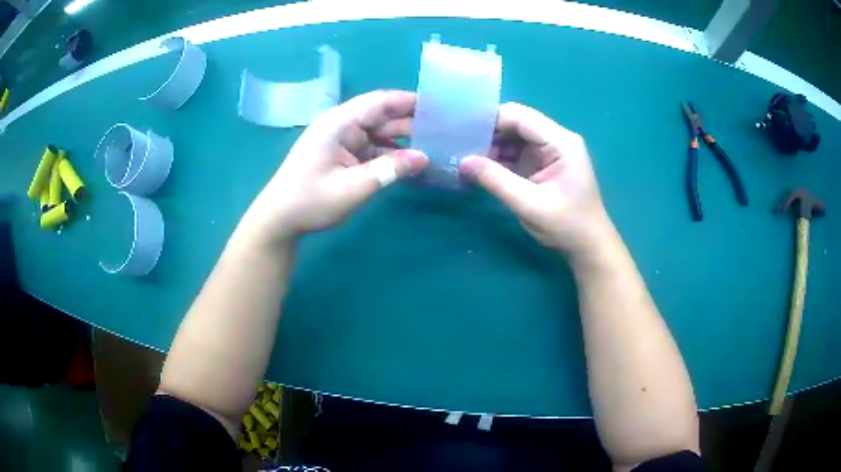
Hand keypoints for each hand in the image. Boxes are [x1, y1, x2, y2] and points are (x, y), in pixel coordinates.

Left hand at [243, 90, 427, 241]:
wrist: (279, 219)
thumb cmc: (310, 201)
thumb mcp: (353, 187)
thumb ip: (390, 170)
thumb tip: (425, 158)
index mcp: (339, 123)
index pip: (379, 102)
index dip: (408, 100)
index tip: (437, 104)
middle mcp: (341, 126)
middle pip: (381, 116)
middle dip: (410, 120)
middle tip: (444, 127)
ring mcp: (341, 141)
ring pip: (378, 133)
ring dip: (402, 139)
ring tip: (434, 145)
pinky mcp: (342, 156)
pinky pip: (371, 148)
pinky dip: (390, 154)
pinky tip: (411, 162)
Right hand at [460, 103, 612, 255]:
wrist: (589, 247)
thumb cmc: (566, 225)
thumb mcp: (529, 204)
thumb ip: (496, 181)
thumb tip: (462, 162)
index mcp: (560, 142)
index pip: (519, 116)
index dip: (489, 121)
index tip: (460, 132)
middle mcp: (555, 139)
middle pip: (515, 123)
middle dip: (487, 134)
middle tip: (458, 148)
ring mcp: (549, 151)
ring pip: (513, 137)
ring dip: (491, 147)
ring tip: (464, 159)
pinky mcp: (543, 164)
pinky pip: (516, 153)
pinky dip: (499, 159)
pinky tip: (479, 169)